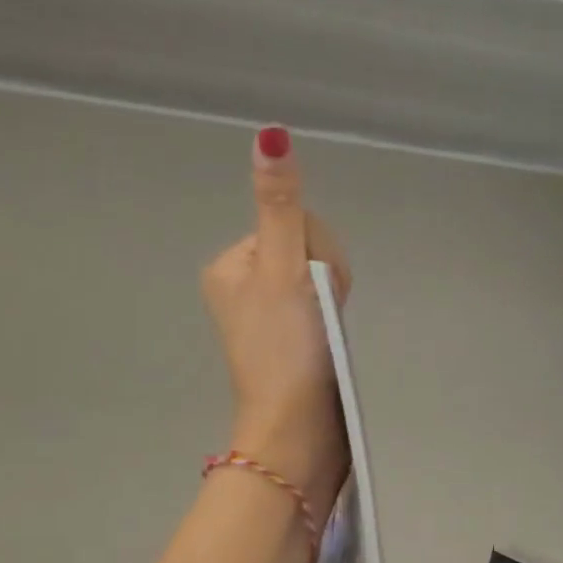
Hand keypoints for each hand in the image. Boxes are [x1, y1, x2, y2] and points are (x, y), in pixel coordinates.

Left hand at [201, 126, 351, 522]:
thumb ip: (280, 206)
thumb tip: (269, 134)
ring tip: (322, 336)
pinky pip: (324, 309)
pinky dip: (332, 323)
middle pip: (308, 251)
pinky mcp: (291, 341)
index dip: (314, 251)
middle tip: (315, 319)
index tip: (307, 290)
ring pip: (321, 280)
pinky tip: (327, 345)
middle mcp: (244, 286)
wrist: (296, 429)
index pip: (294, 223)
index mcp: (231, 265)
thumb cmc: (283, 349)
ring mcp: (269, 317)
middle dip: (324, 279)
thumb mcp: (281, 269)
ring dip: (332, 302)